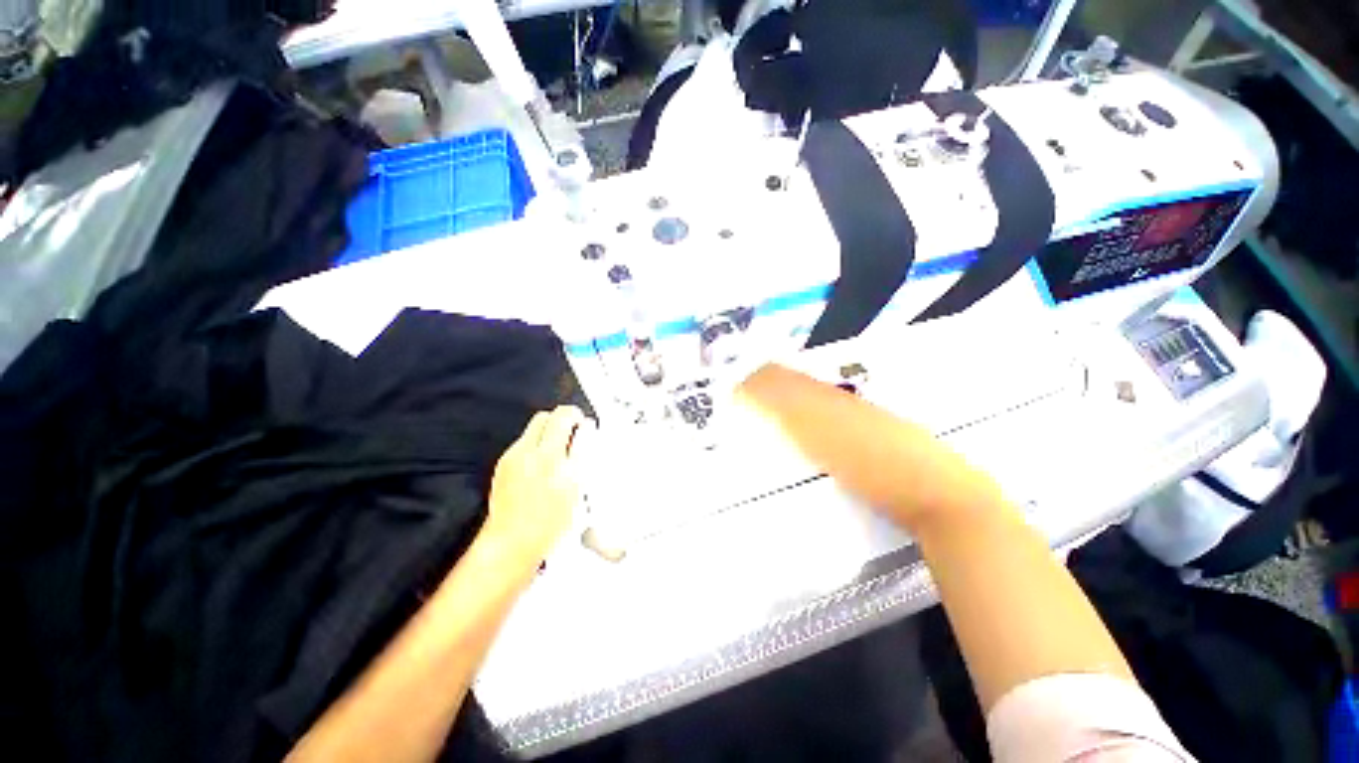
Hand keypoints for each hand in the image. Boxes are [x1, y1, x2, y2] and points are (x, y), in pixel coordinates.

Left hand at [484, 406, 587, 564]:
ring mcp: (511, 459)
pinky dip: (537, 448)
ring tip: (562, 455)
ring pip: (533, 430)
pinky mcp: (503, 468)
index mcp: (548, 455)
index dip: (577, 417)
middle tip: (574, 437)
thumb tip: (586, 429)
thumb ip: (583, 451)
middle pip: (545, 417)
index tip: (584, 426)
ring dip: (549, 435)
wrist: (512, 544)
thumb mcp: (577, 485)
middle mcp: (526, 452)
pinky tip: (545, 469)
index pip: (564, 415)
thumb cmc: (548, 523)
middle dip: (561, 421)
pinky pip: (523, 445)